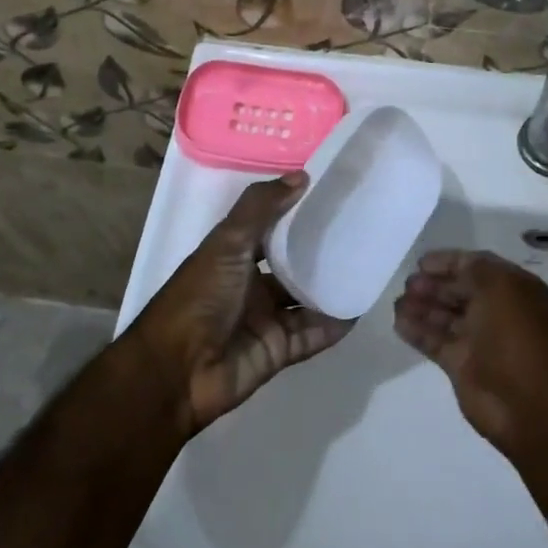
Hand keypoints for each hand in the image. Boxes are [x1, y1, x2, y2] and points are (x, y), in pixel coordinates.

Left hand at [129, 173, 351, 434]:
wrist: (178, 371)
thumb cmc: (200, 296)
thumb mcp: (227, 243)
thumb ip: (261, 208)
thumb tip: (302, 176)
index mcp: (233, 255)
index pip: (270, 228)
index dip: (295, 213)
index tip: (332, 195)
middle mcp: (250, 284)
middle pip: (291, 264)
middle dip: (320, 251)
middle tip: (362, 229)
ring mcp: (265, 318)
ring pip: (306, 299)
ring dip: (331, 286)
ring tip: (369, 265)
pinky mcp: (279, 349)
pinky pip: (312, 333)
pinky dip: (334, 323)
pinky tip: (360, 307)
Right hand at [394, 249, 547, 458]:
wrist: (530, 406)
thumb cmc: (518, 337)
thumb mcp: (500, 287)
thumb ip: (473, 269)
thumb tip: (451, 268)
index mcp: (516, 291)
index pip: (478, 267)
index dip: (450, 262)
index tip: (421, 262)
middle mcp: (499, 313)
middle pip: (460, 292)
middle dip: (434, 285)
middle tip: (408, 283)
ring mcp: (480, 342)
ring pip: (445, 317)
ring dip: (421, 306)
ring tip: (397, 302)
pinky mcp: (463, 367)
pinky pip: (436, 342)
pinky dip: (417, 331)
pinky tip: (398, 322)